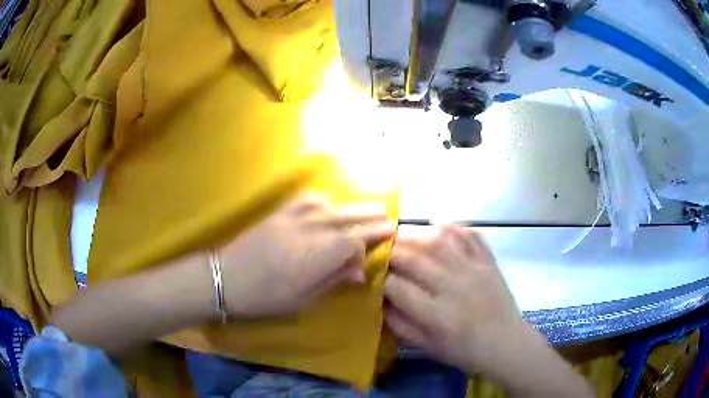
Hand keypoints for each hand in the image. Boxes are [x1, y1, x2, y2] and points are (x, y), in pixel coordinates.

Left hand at [218, 194, 395, 317]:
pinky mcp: (278, 213)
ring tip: (369, 208)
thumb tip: (360, 271)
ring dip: (352, 207)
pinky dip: (323, 200)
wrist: (225, 278)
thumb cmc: (264, 298)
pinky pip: (306, 199)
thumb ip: (333, 280)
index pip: (354, 240)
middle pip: (347, 219)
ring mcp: (292, 218)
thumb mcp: (302, 300)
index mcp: (316, 256)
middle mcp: (309, 231)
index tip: (388, 236)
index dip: (373, 237)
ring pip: (331, 207)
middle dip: (370, 217)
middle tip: (388, 216)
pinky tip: (329, 204)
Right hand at [383, 225, 523, 370]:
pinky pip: (471, 236)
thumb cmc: (464, 350)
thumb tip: (380, 302)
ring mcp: (474, 270)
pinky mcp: (489, 262)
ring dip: (416, 235)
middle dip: (392, 252)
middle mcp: (454, 287)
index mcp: (437, 315)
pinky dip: (454, 227)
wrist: (505, 343)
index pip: (398, 287)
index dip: (381, 280)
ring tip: (403, 236)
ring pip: (440, 241)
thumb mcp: (428, 347)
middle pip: (415, 259)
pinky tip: (439, 226)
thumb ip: (401, 325)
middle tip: (383, 251)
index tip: (376, 278)